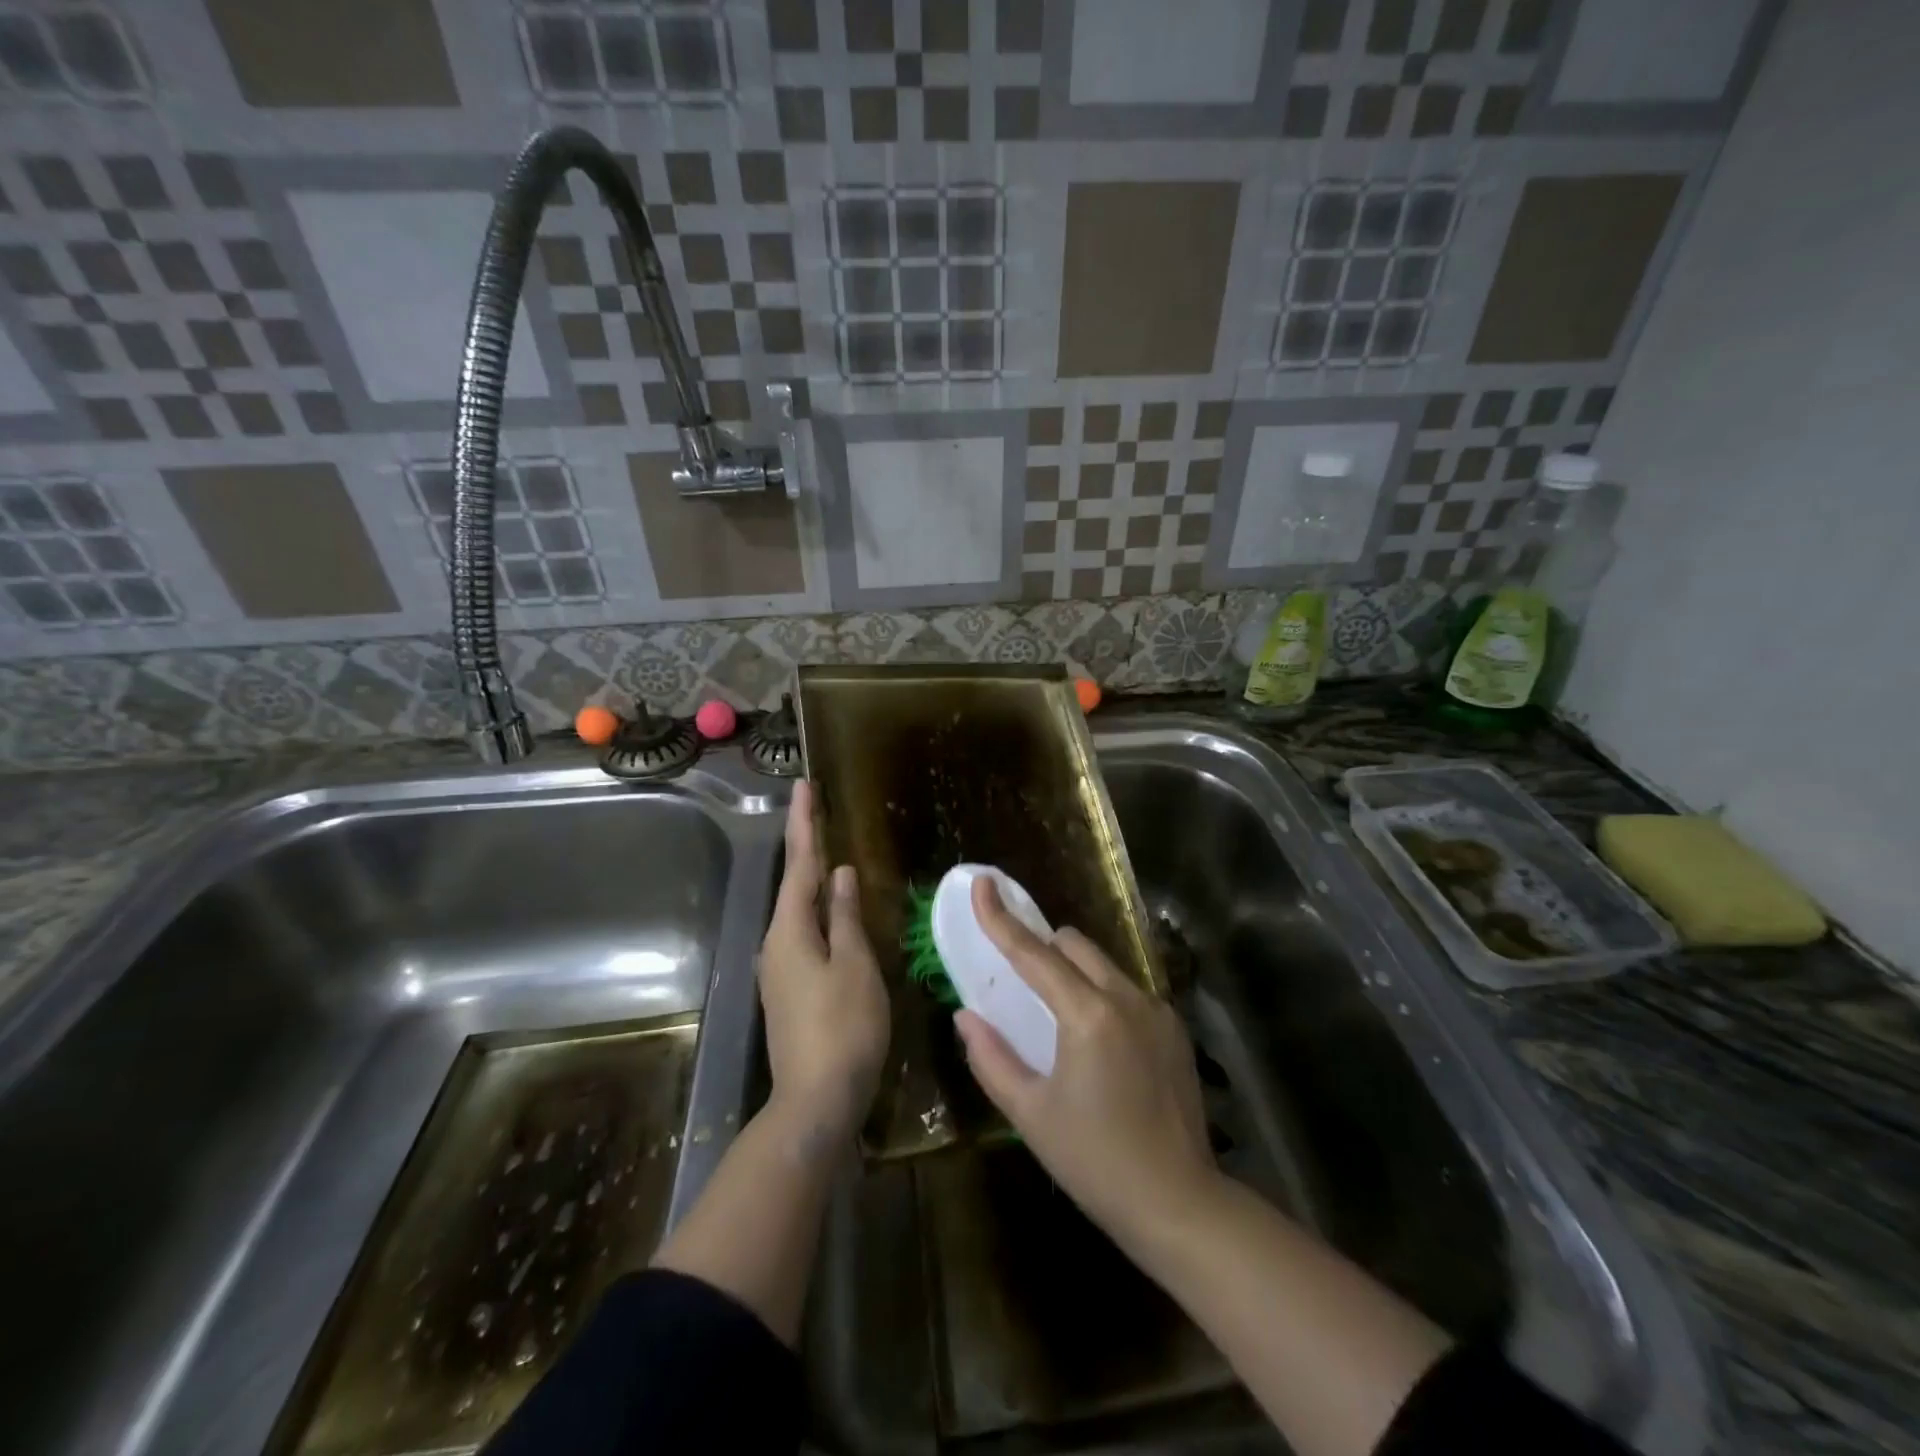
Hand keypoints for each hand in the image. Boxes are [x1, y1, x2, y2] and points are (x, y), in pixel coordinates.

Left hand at [758, 781, 889, 1137]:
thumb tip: (840, 876)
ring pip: (798, 910)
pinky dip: (818, 910)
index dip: (805, 823)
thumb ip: (846, 917)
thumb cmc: (843, 1027)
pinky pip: (804, 934)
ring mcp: (780, 969)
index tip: (804, 786)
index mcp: (790, 930)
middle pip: (793, 883)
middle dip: (805, 844)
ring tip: (826, 848)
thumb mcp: (855, 965)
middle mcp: (777, 943)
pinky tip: (832, 909)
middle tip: (815, 807)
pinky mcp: (791, 989)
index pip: (800, 864)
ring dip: (811, 876)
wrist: (816, 1101)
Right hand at [955, 878, 1218, 1243]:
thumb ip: (991, 1057)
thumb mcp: (1030, 1114)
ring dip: (1074, 974)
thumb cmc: (1095, 1161)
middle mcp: (1126, 998)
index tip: (983, 883)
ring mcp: (1157, 1011)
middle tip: (1022, 984)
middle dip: (1043, 949)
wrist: (1180, 1204)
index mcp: (1087, 1015)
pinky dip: (1103, 997)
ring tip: (1062, 1022)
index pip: (1034, 952)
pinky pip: (1127, 991)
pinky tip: (1101, 1048)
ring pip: (1103, 965)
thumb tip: (966, 1015)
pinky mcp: (1174, 1029)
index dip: (1001, 918)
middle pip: (1074, 945)